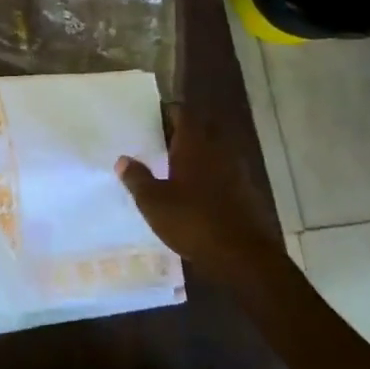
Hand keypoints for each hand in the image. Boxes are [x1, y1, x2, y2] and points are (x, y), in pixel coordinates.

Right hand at [116, 117, 285, 281]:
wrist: (242, 256)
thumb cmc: (192, 221)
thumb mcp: (154, 202)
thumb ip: (137, 178)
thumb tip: (122, 160)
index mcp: (194, 145)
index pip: (183, 115)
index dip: (170, 112)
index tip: (155, 115)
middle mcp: (218, 151)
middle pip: (201, 131)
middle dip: (184, 133)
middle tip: (161, 139)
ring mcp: (236, 172)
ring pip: (214, 152)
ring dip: (198, 154)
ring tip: (175, 164)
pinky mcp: (246, 194)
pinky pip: (225, 174)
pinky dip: (211, 176)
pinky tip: (197, 191)